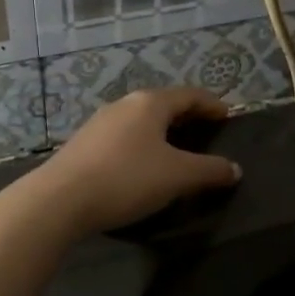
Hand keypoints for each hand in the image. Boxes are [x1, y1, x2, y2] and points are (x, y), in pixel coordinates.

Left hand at [28, 87, 241, 234]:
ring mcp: (99, 123)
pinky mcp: (83, 144)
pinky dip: (141, 144)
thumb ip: (210, 170)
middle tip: (205, 131)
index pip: (189, 95)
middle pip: (163, 104)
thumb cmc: (127, 179)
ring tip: (176, 149)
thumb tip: (234, 169)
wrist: (60, 200)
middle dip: (186, 116)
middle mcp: (124, 105)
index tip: (226, 115)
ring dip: (161, 131)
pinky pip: (123, 137)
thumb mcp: (177, 176)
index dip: (211, 104)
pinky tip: (142, 165)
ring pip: (140, 121)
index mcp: (150, 103)